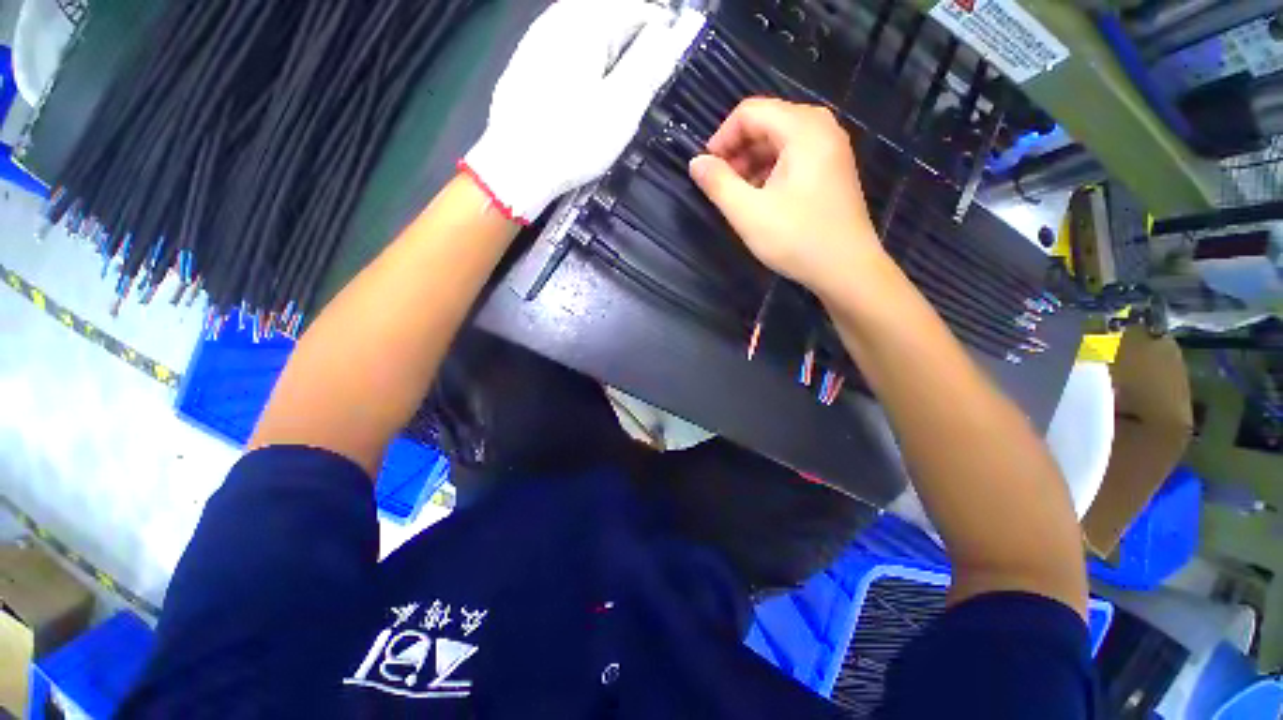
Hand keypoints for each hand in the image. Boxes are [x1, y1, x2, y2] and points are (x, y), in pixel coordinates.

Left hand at [464, 0, 704, 223]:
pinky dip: (585, 68)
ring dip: (609, 58)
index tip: (667, 66)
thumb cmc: (573, 140)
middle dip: (632, 46)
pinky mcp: (526, 65)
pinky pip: (566, 53)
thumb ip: (648, 66)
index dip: (661, 33)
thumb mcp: (621, 107)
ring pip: (587, 35)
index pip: (636, 7)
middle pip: (609, 17)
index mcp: (584, 22)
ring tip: (615, 97)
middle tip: (641, 88)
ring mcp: (536, 40)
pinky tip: (585, 99)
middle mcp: (557, 19)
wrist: (516, 168)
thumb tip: (671, 35)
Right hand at [689, 98, 883, 297]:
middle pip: (767, 123)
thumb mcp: (748, 213)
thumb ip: (718, 183)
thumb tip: (695, 162)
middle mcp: (821, 128)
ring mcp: (831, 149)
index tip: (707, 169)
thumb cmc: (796, 238)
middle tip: (721, 185)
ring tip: (738, 196)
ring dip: (752, 163)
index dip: (722, 137)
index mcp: (803, 129)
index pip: (750, 112)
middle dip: (737, 151)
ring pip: (780, 141)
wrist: (847, 269)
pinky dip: (771, 171)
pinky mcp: (833, 169)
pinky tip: (761, 199)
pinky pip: (794, 157)